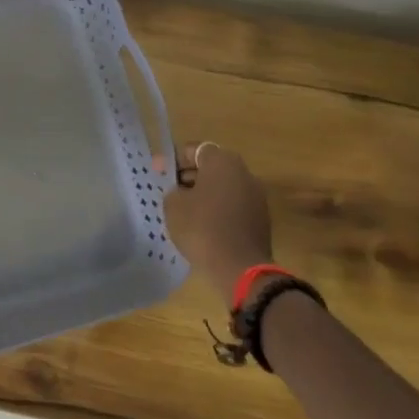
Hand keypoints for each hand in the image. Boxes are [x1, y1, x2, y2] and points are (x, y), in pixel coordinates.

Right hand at [161, 141, 272, 300]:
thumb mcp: (173, 204)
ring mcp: (256, 197)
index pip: (194, 149)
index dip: (172, 159)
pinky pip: (232, 205)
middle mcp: (244, 173)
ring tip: (184, 210)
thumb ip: (174, 190)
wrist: (240, 268)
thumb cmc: (202, 227)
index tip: (158, 172)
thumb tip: (182, 192)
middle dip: (189, 176)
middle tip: (170, 191)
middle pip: (211, 167)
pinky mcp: (261, 219)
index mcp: (223, 162)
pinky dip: (217, 210)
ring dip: (204, 194)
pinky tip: (202, 225)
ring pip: (223, 187)